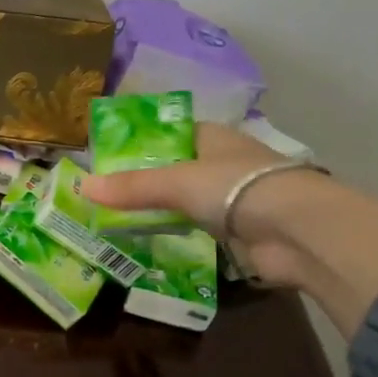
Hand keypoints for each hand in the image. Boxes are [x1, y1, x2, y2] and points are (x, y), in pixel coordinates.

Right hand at [82, 123, 329, 286]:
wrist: (295, 230)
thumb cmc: (236, 188)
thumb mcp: (176, 181)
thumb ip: (132, 187)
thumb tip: (82, 186)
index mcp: (214, 138)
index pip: (171, 134)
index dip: (141, 144)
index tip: (108, 159)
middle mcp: (223, 164)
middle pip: (175, 170)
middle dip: (144, 183)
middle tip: (103, 196)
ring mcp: (232, 199)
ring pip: (185, 202)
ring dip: (159, 211)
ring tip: (115, 220)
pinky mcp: (237, 233)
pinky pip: (196, 230)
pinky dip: (175, 235)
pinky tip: (148, 242)